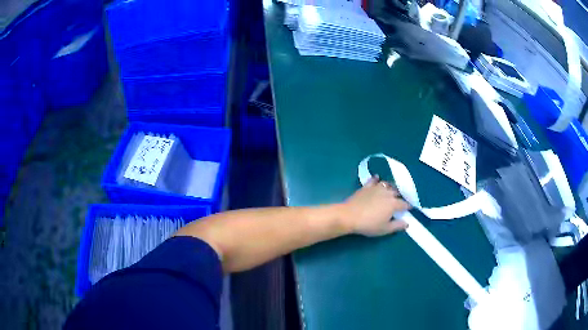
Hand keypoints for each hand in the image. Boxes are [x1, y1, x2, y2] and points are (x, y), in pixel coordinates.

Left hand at [341, 176, 409, 236]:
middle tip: (400, 201)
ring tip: (391, 191)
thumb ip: (397, 226)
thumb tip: (407, 223)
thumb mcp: (385, 229)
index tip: (410, 208)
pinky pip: (373, 180)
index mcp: (394, 204)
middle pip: (397, 192)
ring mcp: (376, 188)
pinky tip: (377, 178)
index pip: (404, 204)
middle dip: (400, 196)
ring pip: (387, 184)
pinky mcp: (366, 186)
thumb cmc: (368, 225)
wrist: (349, 216)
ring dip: (391, 187)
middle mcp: (387, 193)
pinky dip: (377, 179)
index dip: (408, 206)